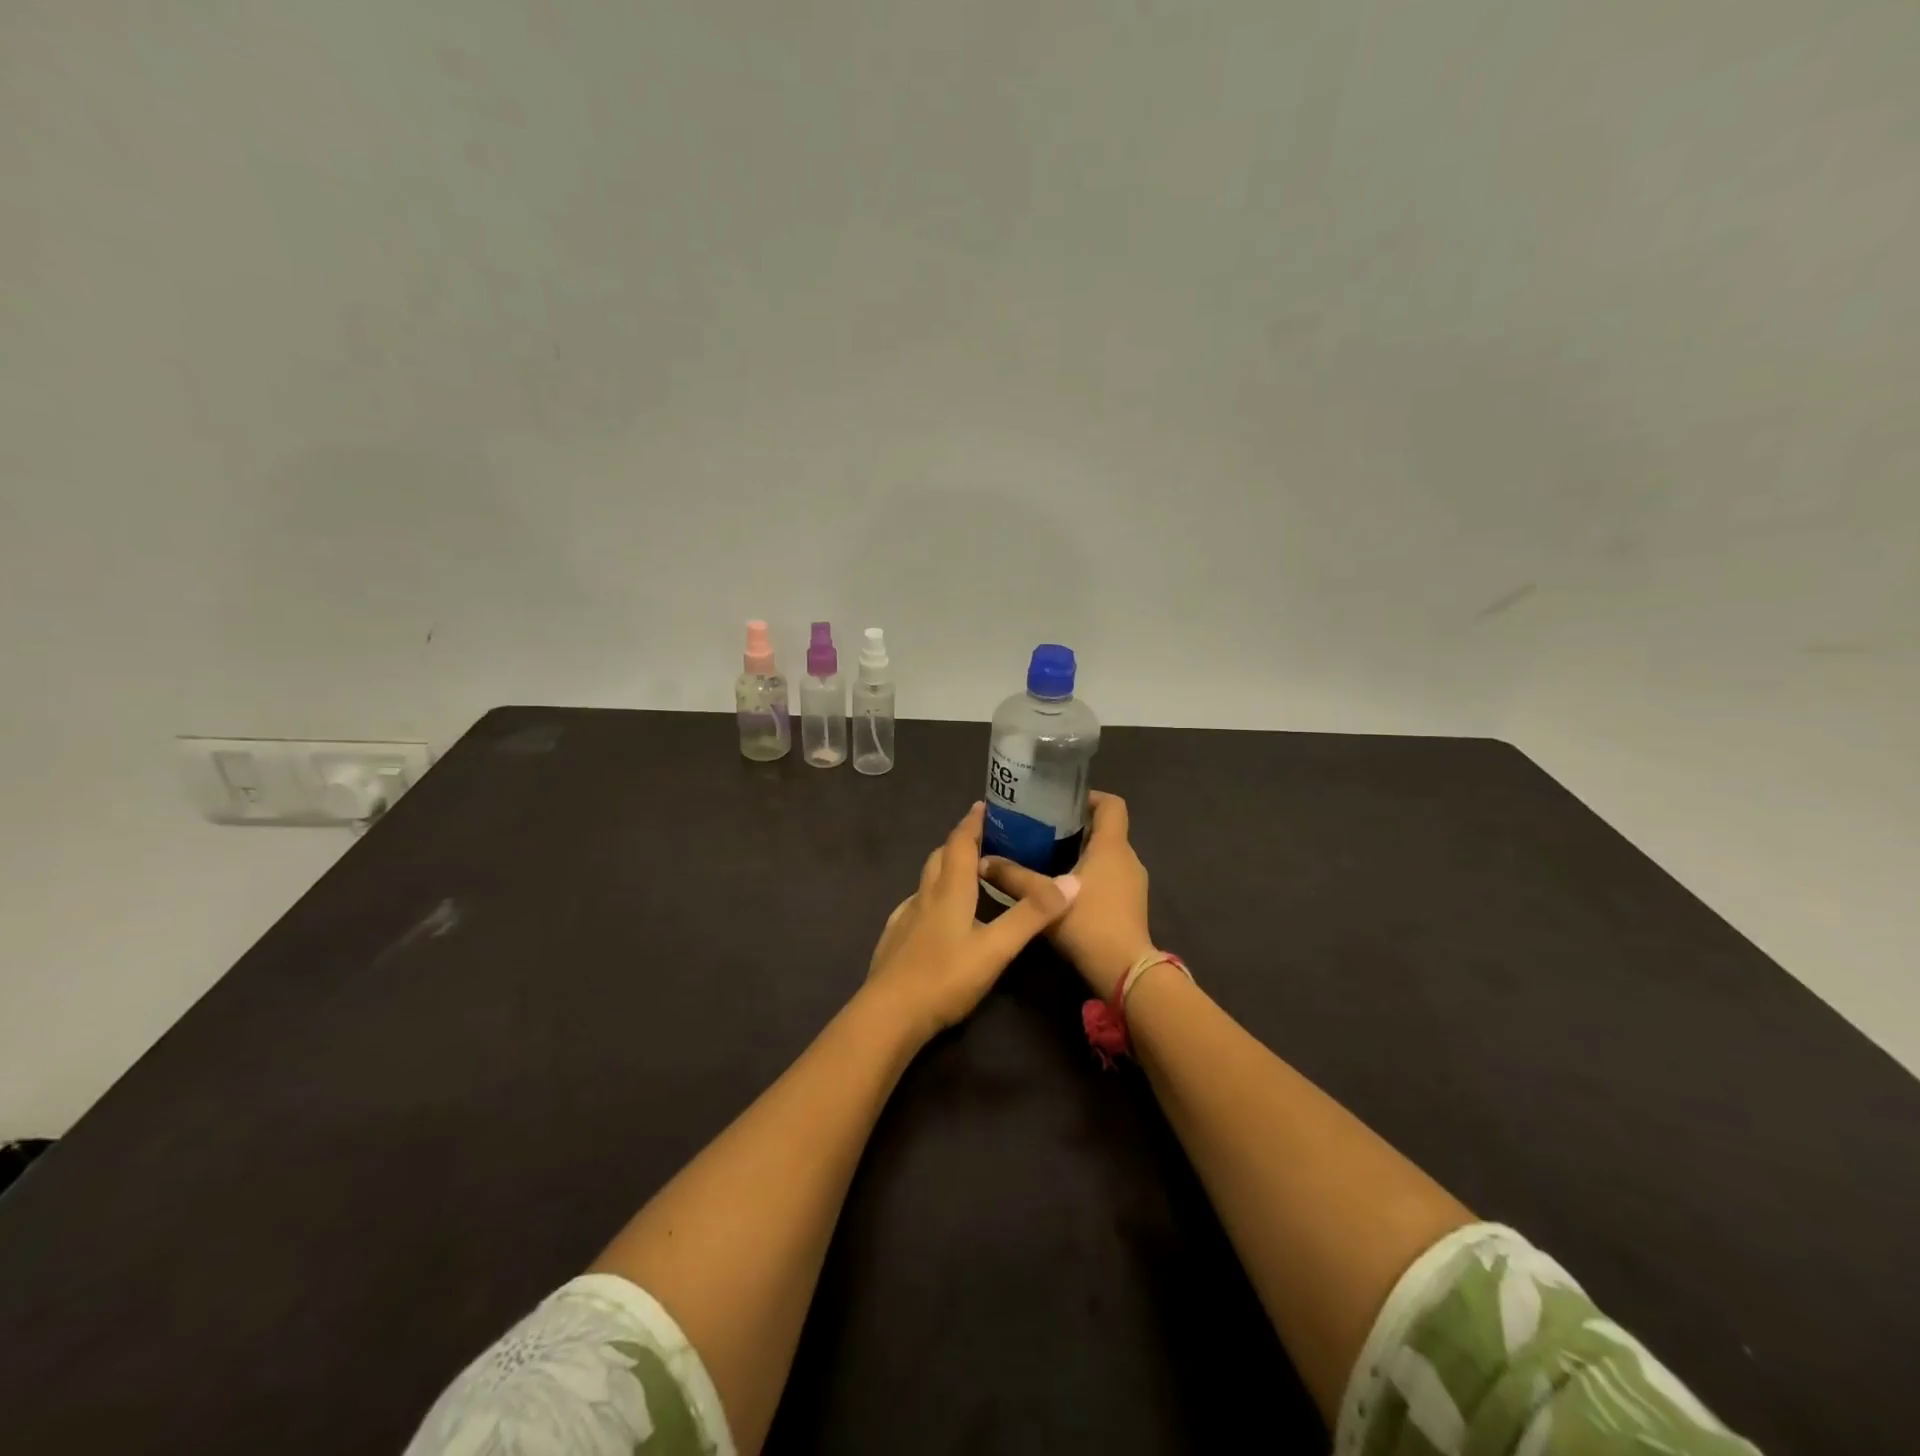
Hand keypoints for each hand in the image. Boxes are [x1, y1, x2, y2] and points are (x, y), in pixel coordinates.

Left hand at [863, 802, 1075, 1042]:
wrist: (890, 1014)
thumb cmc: (945, 976)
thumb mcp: (997, 948)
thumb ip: (1032, 915)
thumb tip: (1073, 881)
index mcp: (950, 890)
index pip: (960, 843)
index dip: (972, 823)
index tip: (984, 806)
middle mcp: (925, 895)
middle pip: (940, 856)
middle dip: (960, 842)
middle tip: (983, 838)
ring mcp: (906, 917)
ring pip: (927, 880)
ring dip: (946, 868)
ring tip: (967, 874)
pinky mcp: (895, 938)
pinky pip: (916, 905)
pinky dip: (932, 897)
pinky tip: (938, 916)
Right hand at [980, 790, 1152, 998]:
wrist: (1124, 972)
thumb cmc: (1088, 923)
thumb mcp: (1043, 897)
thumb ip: (1013, 877)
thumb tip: (982, 861)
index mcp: (1112, 846)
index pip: (1112, 804)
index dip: (1089, 797)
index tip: (1060, 803)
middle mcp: (1128, 858)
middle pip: (1106, 829)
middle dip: (1076, 827)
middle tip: (1041, 831)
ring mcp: (1134, 883)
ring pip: (1107, 855)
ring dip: (1082, 853)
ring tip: (1047, 859)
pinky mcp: (1132, 905)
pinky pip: (1110, 877)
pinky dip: (1090, 875)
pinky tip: (1062, 890)